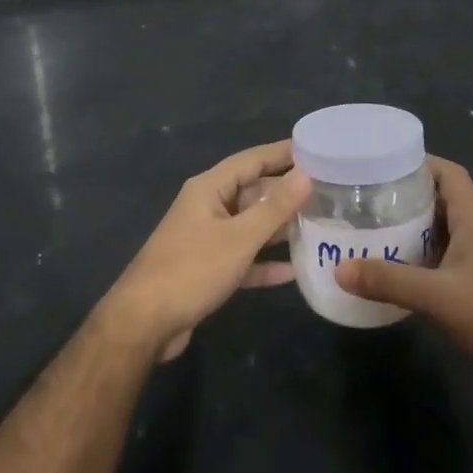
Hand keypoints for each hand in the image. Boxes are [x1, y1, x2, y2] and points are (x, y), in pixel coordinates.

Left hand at [100, 141, 311, 360]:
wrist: (144, 323)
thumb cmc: (192, 270)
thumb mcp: (239, 238)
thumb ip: (275, 207)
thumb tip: (306, 174)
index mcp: (209, 189)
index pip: (251, 160)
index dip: (282, 153)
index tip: (316, 148)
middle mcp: (207, 207)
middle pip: (253, 192)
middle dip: (287, 192)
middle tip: (328, 192)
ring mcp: (207, 239)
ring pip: (250, 226)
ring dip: (280, 228)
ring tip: (320, 226)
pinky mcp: (208, 270)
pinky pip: (244, 258)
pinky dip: (265, 263)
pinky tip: (294, 271)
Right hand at [336, 156, 472, 382]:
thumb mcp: (438, 297)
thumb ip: (389, 281)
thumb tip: (338, 269)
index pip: (449, 174)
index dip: (420, 162)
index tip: (382, 164)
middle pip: (439, 199)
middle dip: (404, 195)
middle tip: (363, 197)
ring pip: (438, 230)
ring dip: (408, 227)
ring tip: (368, 227)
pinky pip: (438, 258)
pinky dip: (415, 257)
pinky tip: (390, 269)